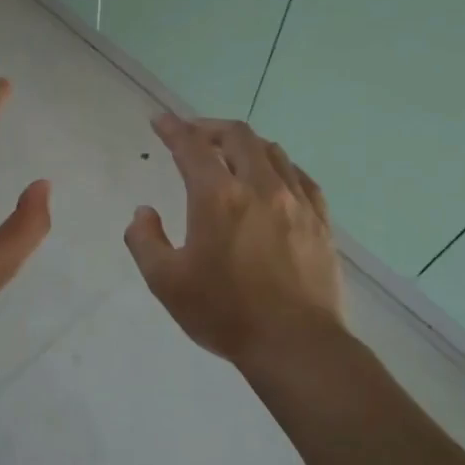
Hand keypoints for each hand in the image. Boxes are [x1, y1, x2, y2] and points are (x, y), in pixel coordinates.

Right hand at [124, 114, 344, 366]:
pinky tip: (274, 178)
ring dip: (245, 144)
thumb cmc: (225, 313)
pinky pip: (300, 177)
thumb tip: (144, 212)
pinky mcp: (320, 221)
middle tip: (193, 135)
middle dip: (210, 128)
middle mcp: (260, 187)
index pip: (191, 147)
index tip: (160, 120)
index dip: (173, 129)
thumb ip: (145, 240)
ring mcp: (296, 202)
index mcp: (218, 198)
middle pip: (237, 136)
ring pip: (272, 151)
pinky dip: (279, 166)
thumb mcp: (166, 282)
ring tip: (230, 153)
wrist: (296, 344)